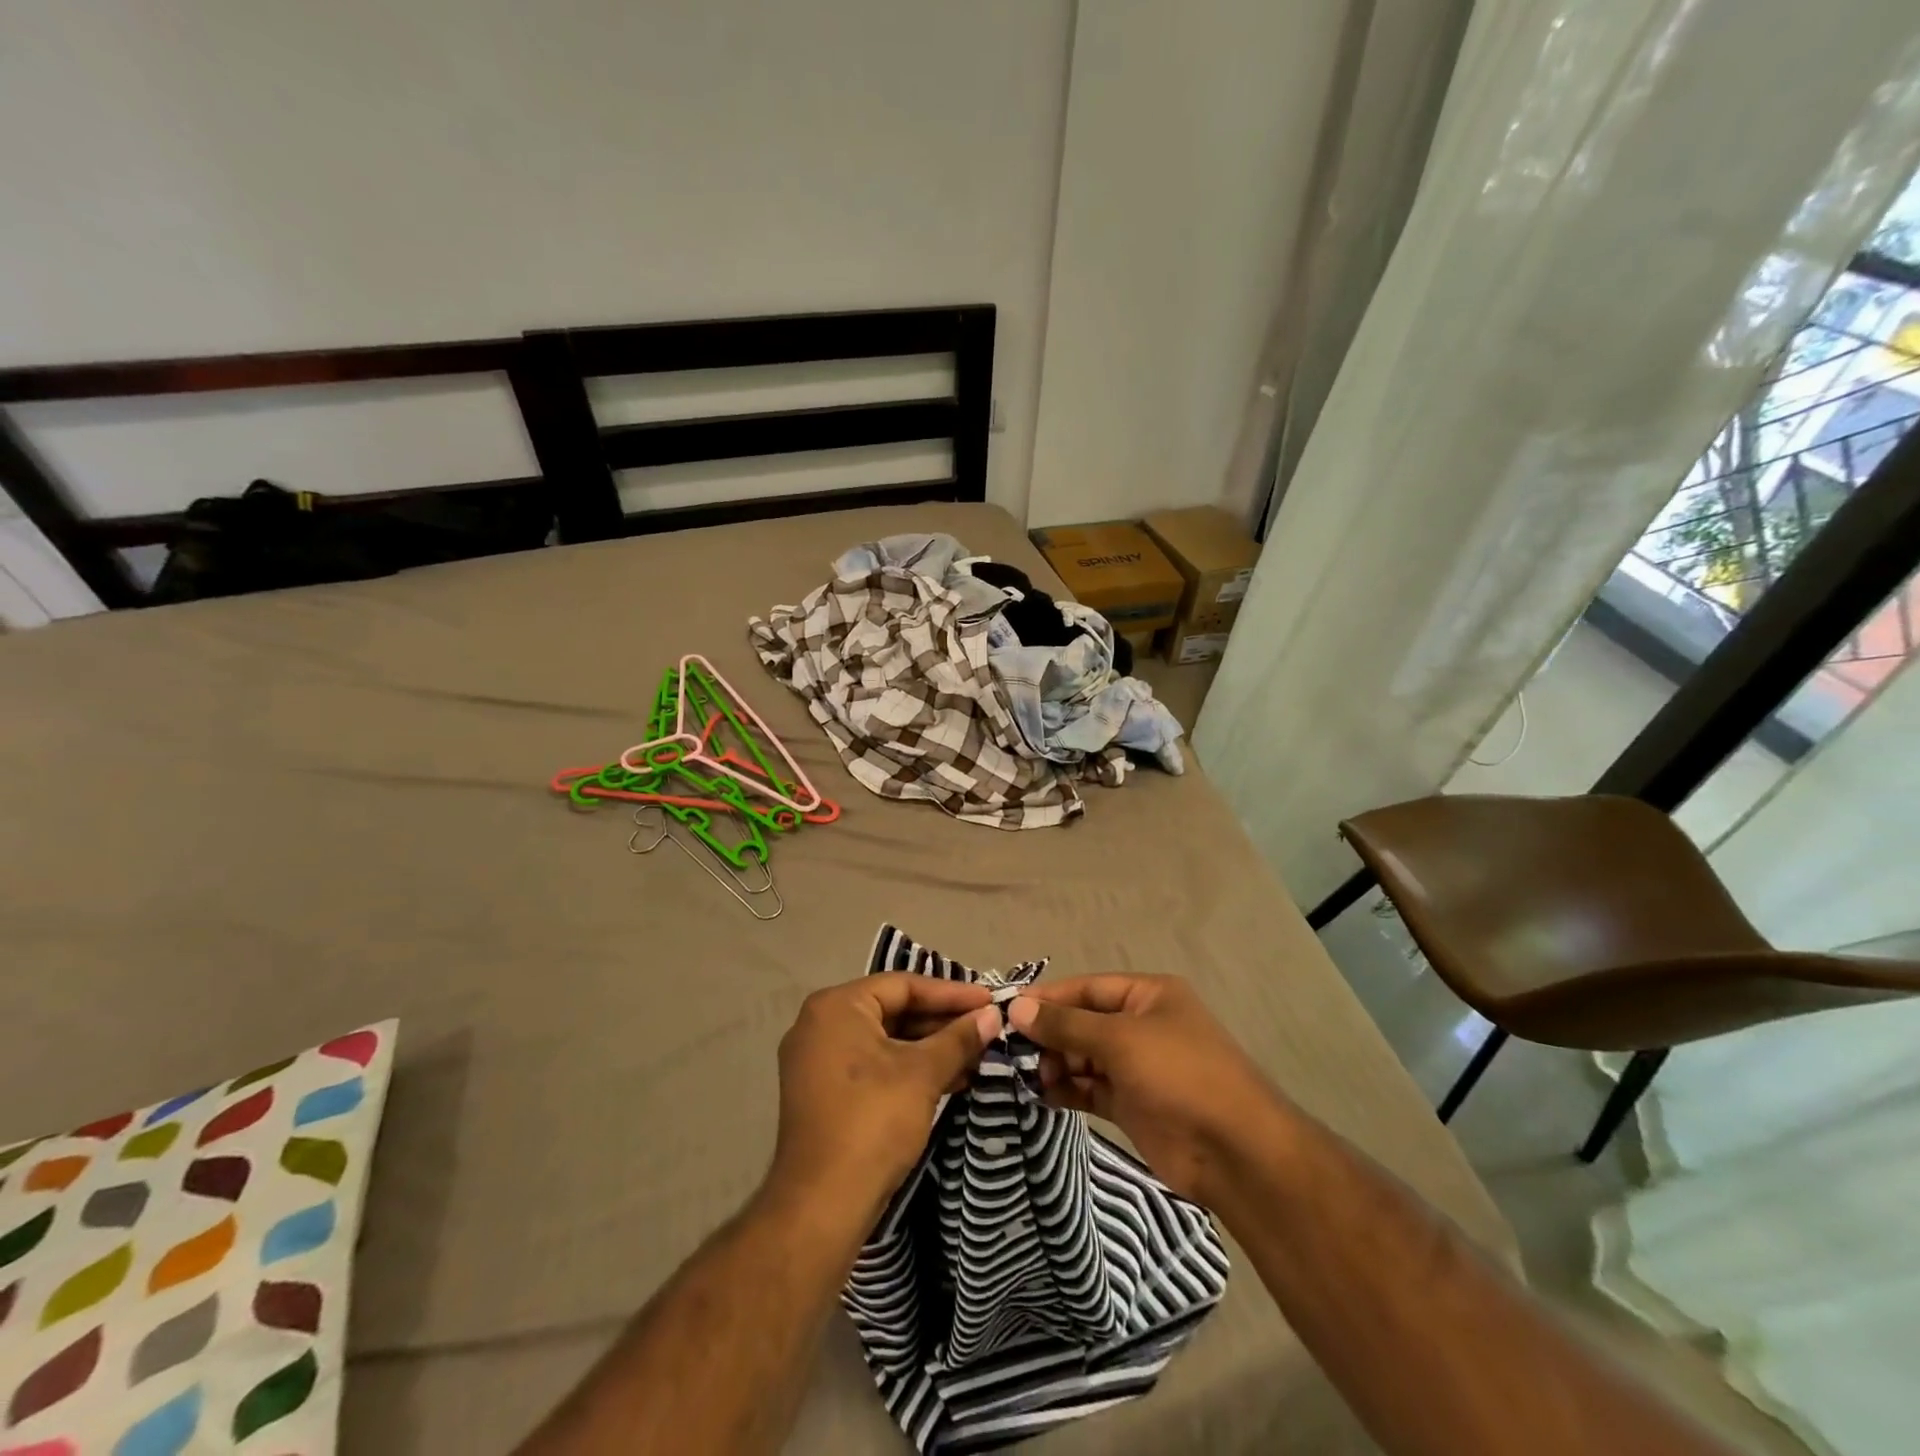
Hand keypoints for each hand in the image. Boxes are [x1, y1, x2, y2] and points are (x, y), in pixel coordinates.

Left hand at [767, 974, 999, 1227]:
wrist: (822, 1206)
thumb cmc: (872, 1122)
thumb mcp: (922, 1074)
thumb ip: (958, 1039)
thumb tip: (992, 1015)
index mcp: (836, 1006)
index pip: (903, 985)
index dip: (951, 993)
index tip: (990, 1000)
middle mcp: (820, 1024)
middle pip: (893, 1010)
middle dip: (942, 1022)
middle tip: (986, 1027)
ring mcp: (817, 1060)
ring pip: (885, 1040)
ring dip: (930, 1048)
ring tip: (977, 1055)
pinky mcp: (824, 1092)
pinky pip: (873, 1065)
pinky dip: (908, 1069)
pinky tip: (950, 1079)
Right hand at [1007, 975, 1282, 1204]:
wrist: (1234, 1152)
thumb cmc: (1179, 1074)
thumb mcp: (1120, 1039)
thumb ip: (1066, 1024)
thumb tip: (1018, 1007)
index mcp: (1149, 995)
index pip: (1088, 987)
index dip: (1049, 997)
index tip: (1008, 1008)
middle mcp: (1142, 1026)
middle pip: (1084, 1022)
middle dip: (1050, 1034)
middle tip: (1011, 1048)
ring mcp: (1138, 1068)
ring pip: (1084, 1057)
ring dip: (1056, 1063)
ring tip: (1028, 1075)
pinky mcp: (1132, 1105)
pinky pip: (1090, 1088)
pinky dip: (1067, 1089)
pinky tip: (1042, 1094)